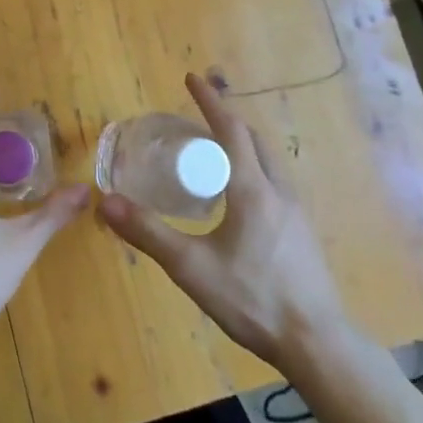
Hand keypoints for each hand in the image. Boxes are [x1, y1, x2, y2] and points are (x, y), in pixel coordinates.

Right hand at [99, 73, 353, 366]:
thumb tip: (105, 201)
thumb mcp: (191, 267)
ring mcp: (297, 213)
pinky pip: (276, 184)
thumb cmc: (252, 299)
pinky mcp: (303, 234)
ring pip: (269, 163)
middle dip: (227, 122)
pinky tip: (239, 201)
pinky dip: (254, 171)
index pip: (231, 130)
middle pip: (254, 141)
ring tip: (215, 155)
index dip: (210, 102)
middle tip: (197, 120)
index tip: (192, 78)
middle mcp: (279, 191)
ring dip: (243, 146)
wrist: (317, 343)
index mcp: (252, 190)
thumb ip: (148, 232)